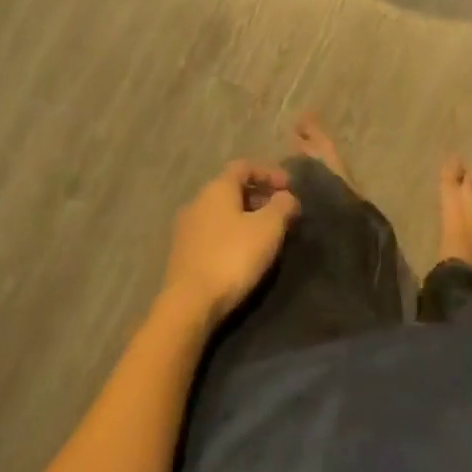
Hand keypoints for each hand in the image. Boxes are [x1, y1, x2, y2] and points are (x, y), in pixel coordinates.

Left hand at [161, 161, 300, 328]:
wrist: (188, 305)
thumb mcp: (268, 229)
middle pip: (233, 189)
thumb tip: (287, 197)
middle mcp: (198, 200)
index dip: (269, 172)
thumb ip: (282, 206)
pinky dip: (231, 235)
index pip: (245, 166)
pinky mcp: (182, 253)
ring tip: (266, 236)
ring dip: (246, 218)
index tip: (289, 187)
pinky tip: (243, 254)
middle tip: (281, 214)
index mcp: (217, 187)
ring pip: (222, 212)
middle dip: (260, 197)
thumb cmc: (232, 257)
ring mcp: (186, 228)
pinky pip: (213, 233)